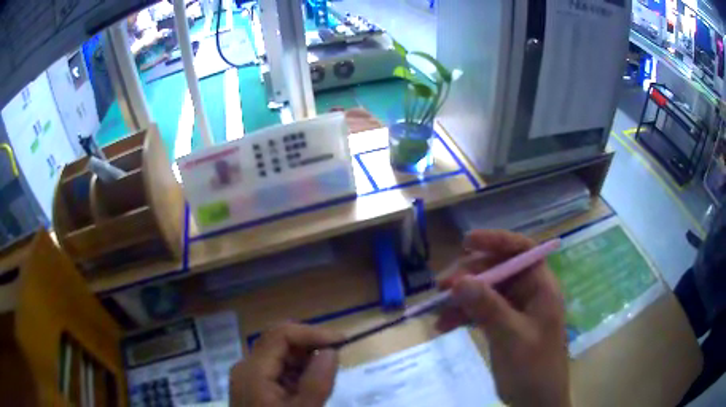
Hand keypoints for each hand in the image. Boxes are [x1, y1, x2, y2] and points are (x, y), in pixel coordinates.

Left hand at [230, 323, 343, 406]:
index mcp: (253, 370)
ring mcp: (248, 375)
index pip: (281, 335)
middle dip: (309, 345)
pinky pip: (276, 368)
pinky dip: (296, 371)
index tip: (342, 342)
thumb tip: (331, 350)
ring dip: (304, 359)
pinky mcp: (253, 384)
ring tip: (323, 376)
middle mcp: (246, 366)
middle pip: (278, 341)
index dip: (312, 332)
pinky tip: (307, 386)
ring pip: (279, 353)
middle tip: (336, 358)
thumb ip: (318, 382)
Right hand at [436, 230, 569, 406]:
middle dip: (469, 276)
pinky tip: (443, 326)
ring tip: (437, 311)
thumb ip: (488, 309)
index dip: (496, 240)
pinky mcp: (501, 324)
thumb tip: (459, 281)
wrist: (535, 401)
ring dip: (460, 299)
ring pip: (484, 291)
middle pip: (497, 270)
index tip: (466, 242)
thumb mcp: (512, 338)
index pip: (522, 250)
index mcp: (541, 287)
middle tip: (441, 287)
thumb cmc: (534, 368)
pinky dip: (461, 316)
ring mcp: (514, 309)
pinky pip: (479, 311)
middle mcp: (528, 292)